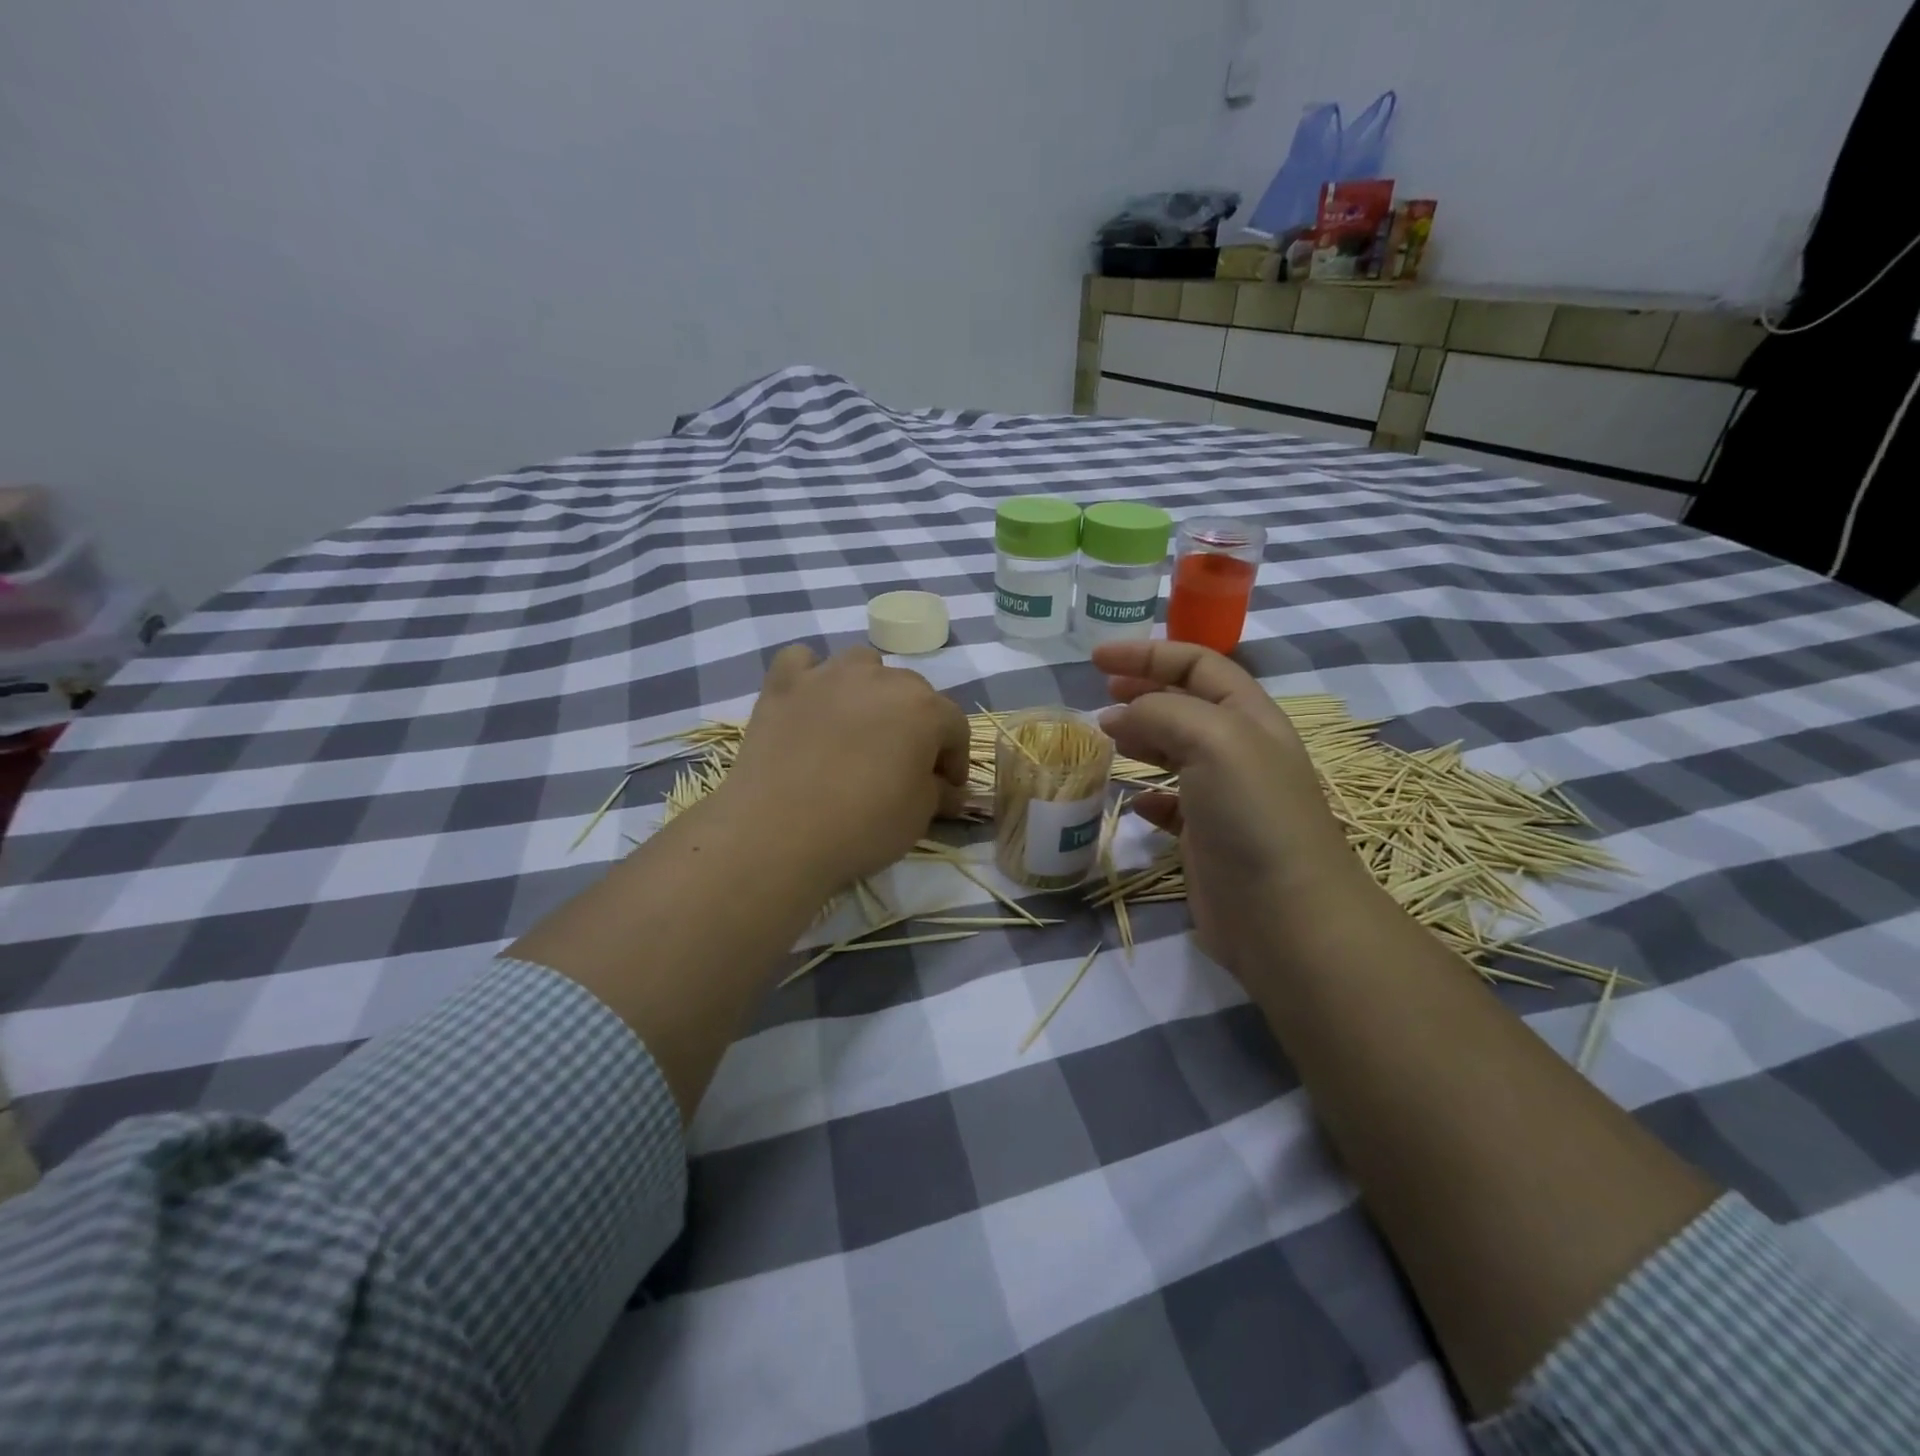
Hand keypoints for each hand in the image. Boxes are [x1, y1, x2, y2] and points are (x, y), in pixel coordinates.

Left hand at [721, 644, 970, 890]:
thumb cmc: (863, 825)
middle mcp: (881, 678)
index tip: (946, 788)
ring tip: (859, 726)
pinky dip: (811, 676)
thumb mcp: (918, 816)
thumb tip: (949, 789)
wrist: (778, 832)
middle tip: (903, 764)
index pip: (955, 726)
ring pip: (862, 665)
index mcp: (924, 708)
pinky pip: (802, 661)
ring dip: (869, 690)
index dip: (955, 758)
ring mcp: (828, 675)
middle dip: (915, 724)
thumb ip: (939, 792)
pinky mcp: (783, 685)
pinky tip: (810, 703)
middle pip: (912, 692)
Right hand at [1094, 640, 1376, 981]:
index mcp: (1248, 716)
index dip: (1147, 654)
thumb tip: (1118, 718)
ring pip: (1174, 751)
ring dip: (1140, 738)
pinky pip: (1170, 805)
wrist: (1284, 914)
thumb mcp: (1213, 740)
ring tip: (1106, 740)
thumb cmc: (1252, 814)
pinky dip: (1148, 795)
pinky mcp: (1206, 838)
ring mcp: (1223, 796)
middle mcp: (1238, 750)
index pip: (1197, 664)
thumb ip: (1162, 713)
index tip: (1096, 658)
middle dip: (1142, 691)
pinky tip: (1132, 801)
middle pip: (1185, 704)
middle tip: (1100, 696)